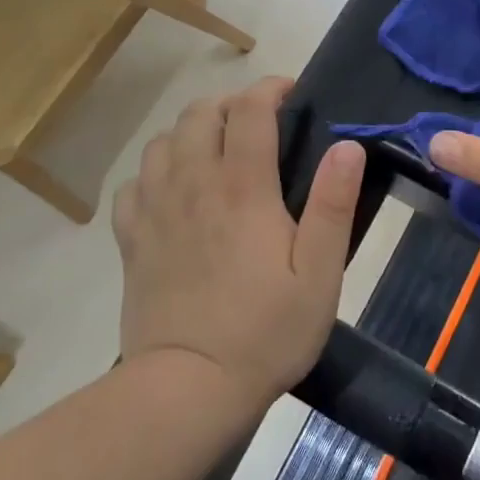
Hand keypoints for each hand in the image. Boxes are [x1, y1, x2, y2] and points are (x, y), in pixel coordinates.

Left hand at [112, 77, 364, 401]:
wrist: (188, 389)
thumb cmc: (266, 331)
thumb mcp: (320, 273)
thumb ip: (333, 205)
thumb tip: (347, 146)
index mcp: (242, 188)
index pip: (249, 109)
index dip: (270, 89)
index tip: (290, 95)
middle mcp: (194, 185)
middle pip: (199, 113)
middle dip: (230, 104)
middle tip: (257, 124)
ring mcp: (156, 210)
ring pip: (162, 141)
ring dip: (191, 132)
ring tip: (216, 151)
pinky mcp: (132, 240)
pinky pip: (134, 184)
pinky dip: (154, 172)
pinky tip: (173, 191)